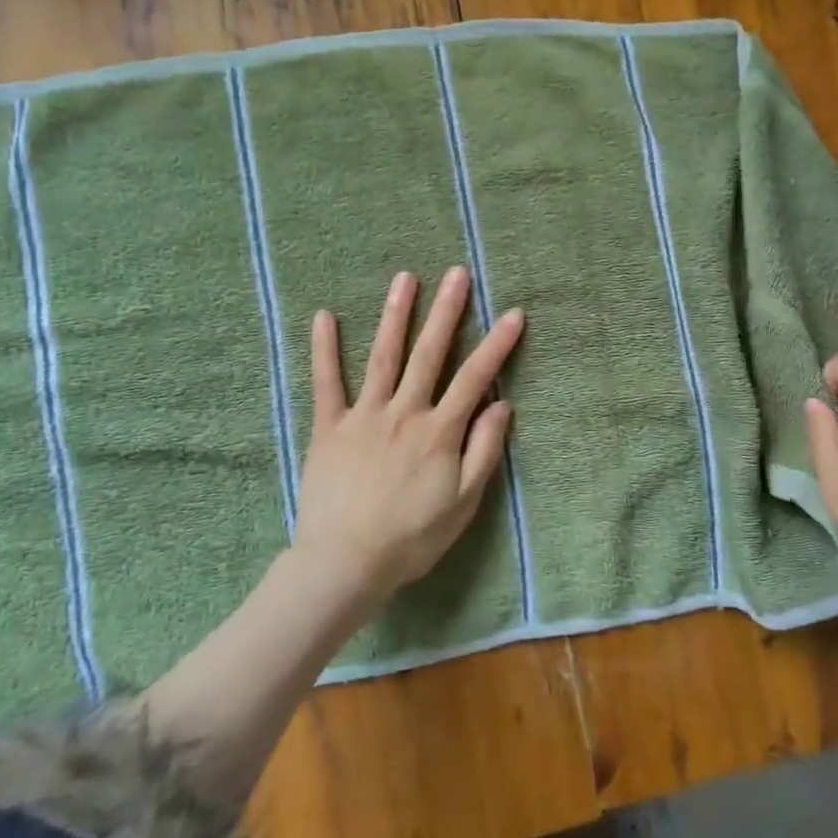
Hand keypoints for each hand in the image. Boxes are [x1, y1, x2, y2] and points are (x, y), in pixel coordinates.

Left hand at [293, 267, 522, 607]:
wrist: (345, 564)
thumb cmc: (412, 538)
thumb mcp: (464, 502)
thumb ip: (484, 450)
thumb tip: (501, 404)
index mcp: (440, 431)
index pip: (475, 378)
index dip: (496, 344)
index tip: (513, 313)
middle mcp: (405, 412)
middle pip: (429, 354)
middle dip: (447, 311)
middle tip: (457, 274)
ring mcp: (364, 416)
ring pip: (383, 356)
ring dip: (396, 315)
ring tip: (406, 278)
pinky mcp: (329, 428)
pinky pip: (326, 383)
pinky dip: (324, 349)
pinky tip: (325, 316)